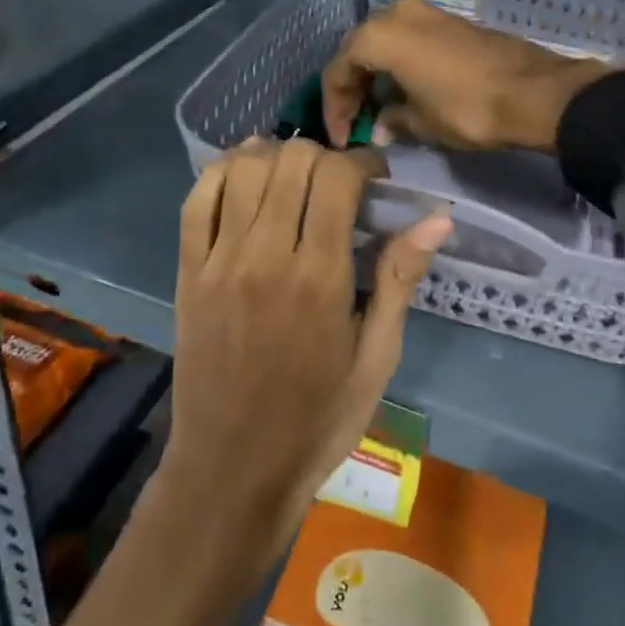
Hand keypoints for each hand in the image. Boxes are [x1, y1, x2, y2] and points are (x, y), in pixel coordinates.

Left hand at [160, 139, 452, 565]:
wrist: (232, 470)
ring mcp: (219, 262)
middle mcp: (265, 258)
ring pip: (243, 169)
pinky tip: (245, 175)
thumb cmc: (317, 420)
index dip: (362, 162)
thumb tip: (436, 218)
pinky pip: (197, 200)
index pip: (337, 179)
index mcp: (320, 280)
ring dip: (275, 155)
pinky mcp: (187, 272)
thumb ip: (399, 280)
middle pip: (291, 161)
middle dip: (324, 156)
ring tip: (295, 175)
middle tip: (338, 182)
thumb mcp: (376, 358)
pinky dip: (222, 172)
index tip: (375, 177)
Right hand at [321, 0, 610, 151]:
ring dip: (377, 74)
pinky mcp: (450, 21)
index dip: (335, 108)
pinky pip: (410, 40)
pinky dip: (400, 64)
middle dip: (353, 87)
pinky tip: (405, 91)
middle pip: (359, 50)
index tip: (341, 138)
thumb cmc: (468, 109)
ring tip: (378, 109)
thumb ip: (392, 120)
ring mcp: (427, 13)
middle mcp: (397, 14)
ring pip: (385, 42)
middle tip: (355, 122)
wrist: (535, 93)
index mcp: (380, 35)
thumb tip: (380, 127)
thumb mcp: (422, 123)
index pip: (339, 70)